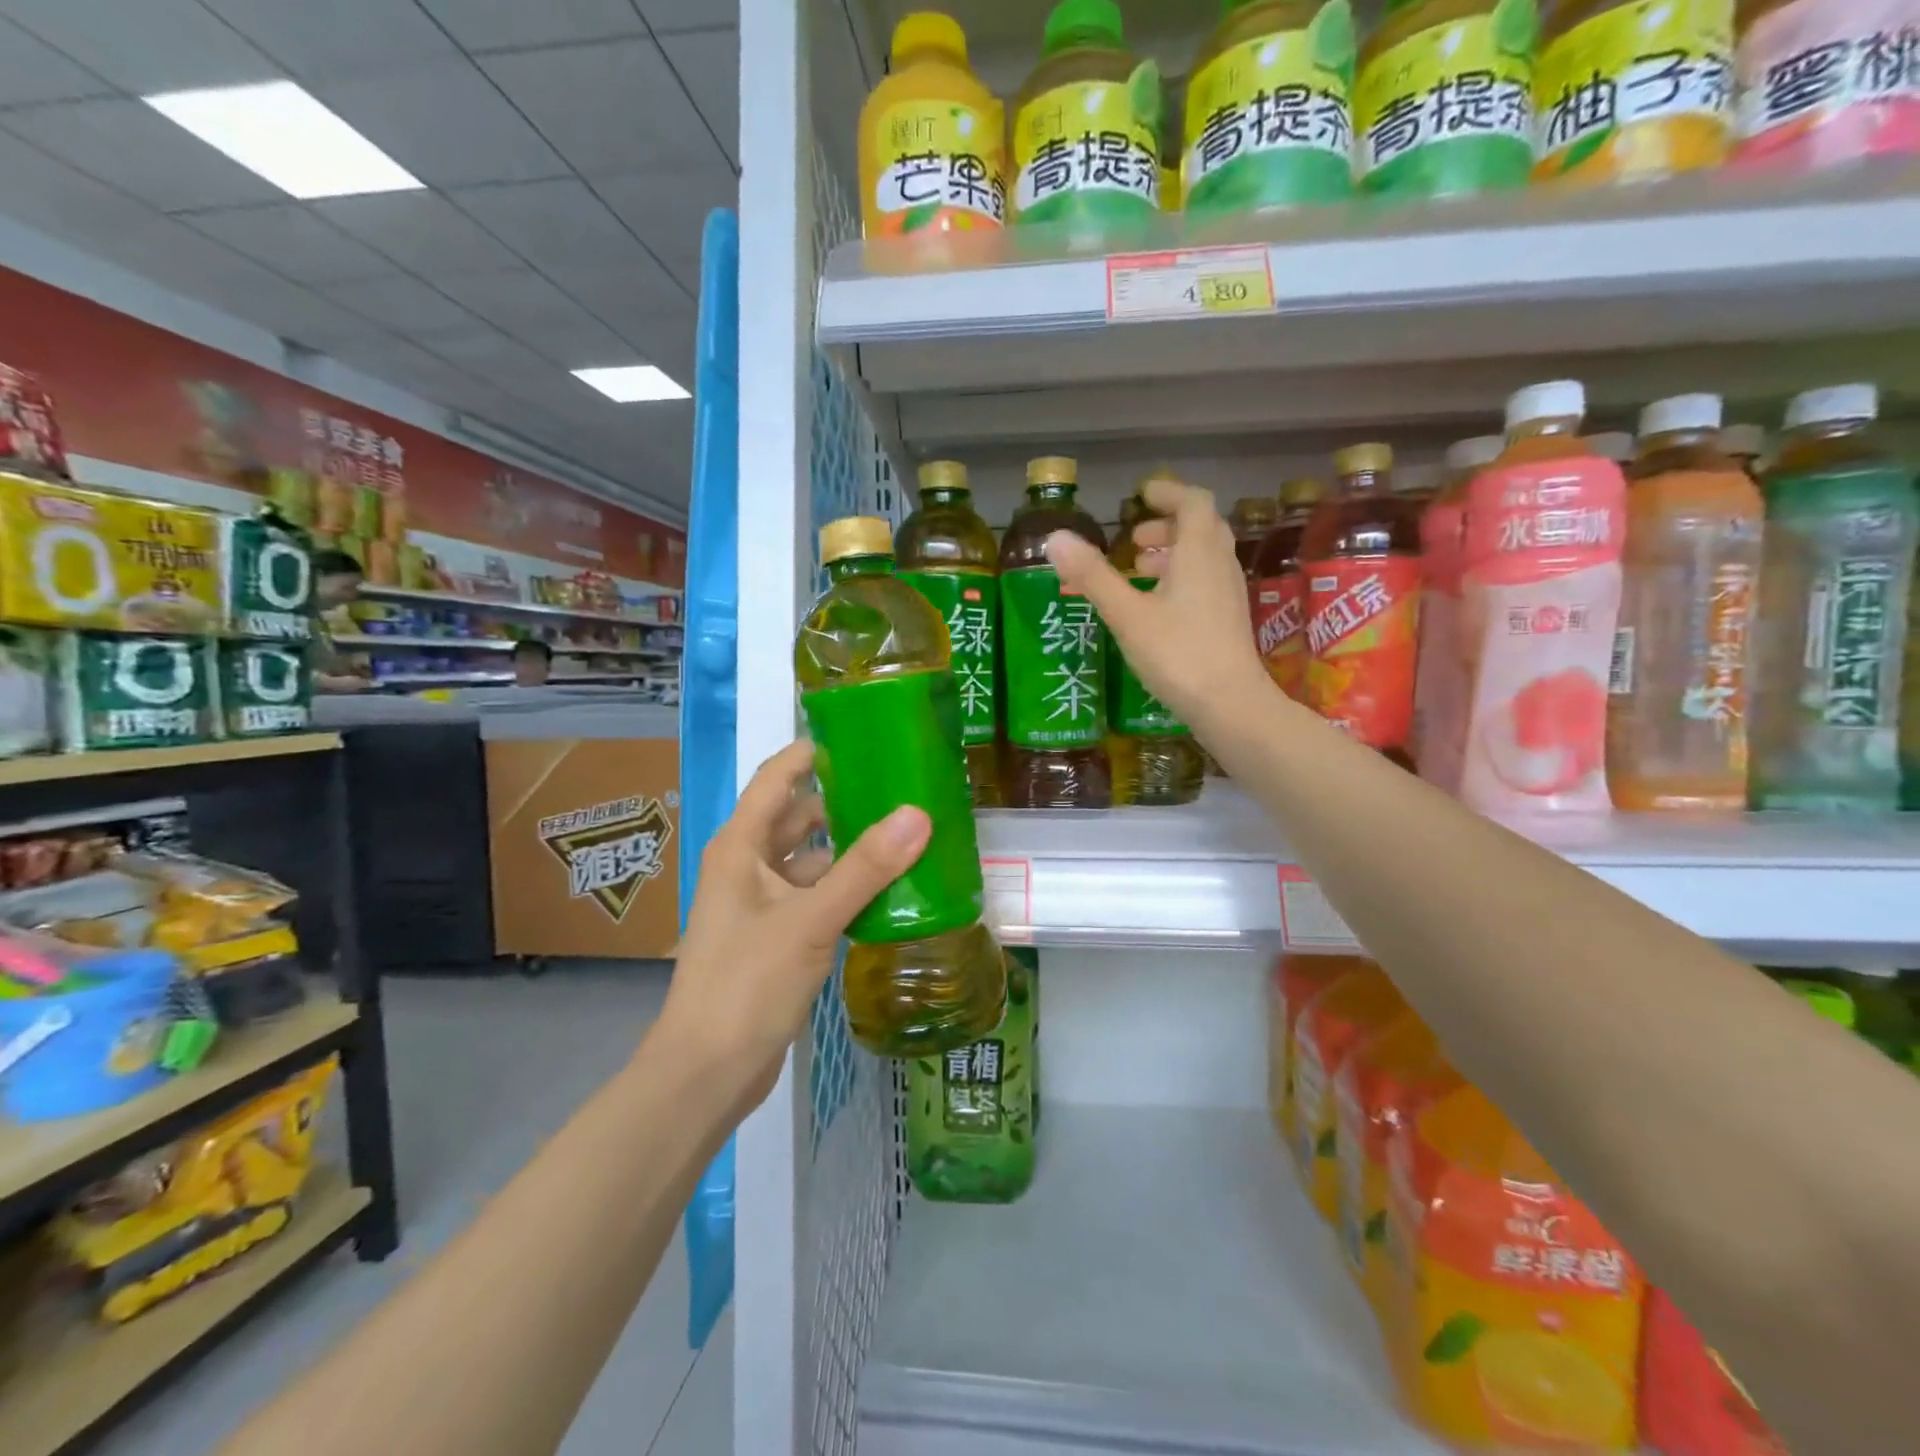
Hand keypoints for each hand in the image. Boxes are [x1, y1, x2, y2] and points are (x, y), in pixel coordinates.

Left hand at [659, 740, 930, 1110]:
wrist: (708, 1071)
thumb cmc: (747, 983)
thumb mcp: (810, 920)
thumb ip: (865, 868)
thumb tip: (918, 814)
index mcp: (742, 845)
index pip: (779, 777)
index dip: (816, 752)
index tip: (867, 737)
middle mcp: (749, 865)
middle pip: (800, 816)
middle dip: (846, 801)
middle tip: (904, 788)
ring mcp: (762, 902)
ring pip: (812, 859)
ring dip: (852, 848)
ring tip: (909, 834)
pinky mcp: (777, 935)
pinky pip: (817, 895)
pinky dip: (848, 887)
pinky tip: (890, 888)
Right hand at [1044, 475, 1268, 730]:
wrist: (1229, 704)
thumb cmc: (1177, 653)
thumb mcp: (1127, 614)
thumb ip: (1093, 576)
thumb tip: (1055, 538)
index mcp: (1199, 553)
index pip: (1192, 502)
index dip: (1168, 492)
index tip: (1142, 495)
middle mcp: (1220, 565)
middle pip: (1200, 528)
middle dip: (1167, 525)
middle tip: (1133, 539)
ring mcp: (1228, 594)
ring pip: (1203, 557)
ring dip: (1173, 553)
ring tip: (1138, 570)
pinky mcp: (1227, 620)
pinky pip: (1205, 581)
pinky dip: (1180, 578)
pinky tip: (1155, 606)